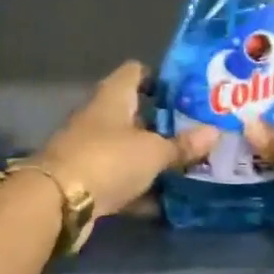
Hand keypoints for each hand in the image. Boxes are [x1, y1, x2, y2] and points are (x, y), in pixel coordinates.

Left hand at [36, 62, 218, 217]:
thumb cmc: (109, 160)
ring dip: (151, 157)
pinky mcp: (86, 179)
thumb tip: (215, 132)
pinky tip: (164, 200)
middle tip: (196, 131)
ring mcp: (89, 149)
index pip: (135, 72)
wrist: (57, 202)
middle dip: (162, 122)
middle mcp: (99, 117)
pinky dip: (138, 187)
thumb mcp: (153, 152)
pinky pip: (119, 178)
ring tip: (188, 164)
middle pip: (133, 112)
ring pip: (127, 148)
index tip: (187, 91)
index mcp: (113, 97)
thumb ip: (182, 144)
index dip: (159, 77)